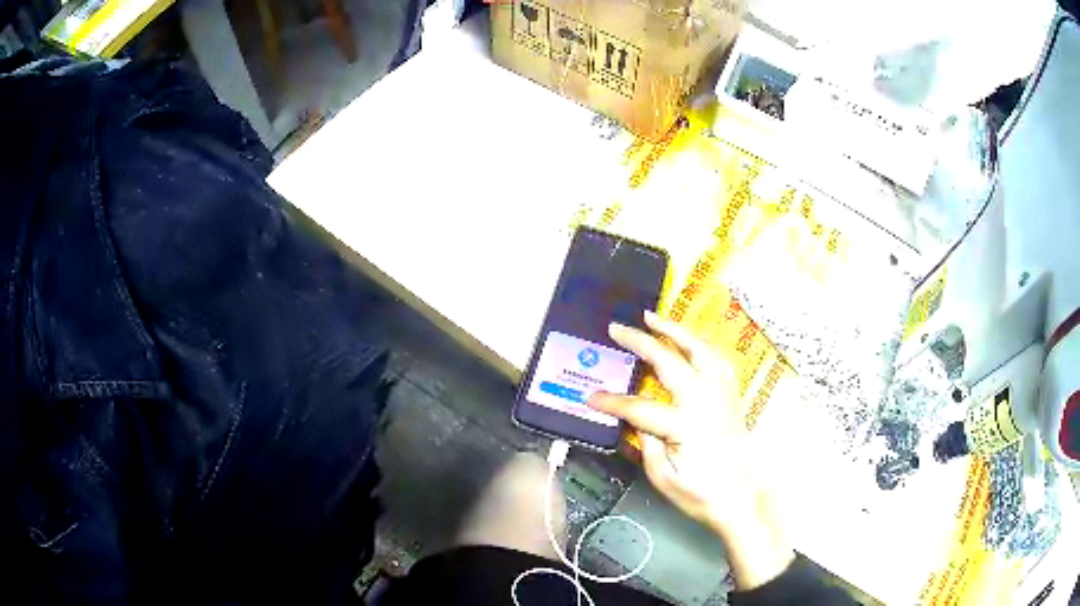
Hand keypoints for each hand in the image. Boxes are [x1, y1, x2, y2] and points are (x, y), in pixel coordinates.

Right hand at [588, 311, 794, 589]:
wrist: (742, 499)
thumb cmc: (701, 494)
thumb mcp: (664, 478)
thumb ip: (647, 444)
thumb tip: (637, 420)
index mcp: (685, 426)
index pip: (640, 408)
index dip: (612, 402)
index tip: (591, 398)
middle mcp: (705, 402)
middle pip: (670, 363)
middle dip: (641, 343)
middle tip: (618, 328)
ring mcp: (722, 395)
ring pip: (699, 350)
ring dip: (675, 331)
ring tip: (654, 318)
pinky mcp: (731, 396)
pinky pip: (717, 361)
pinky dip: (701, 346)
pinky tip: (690, 343)